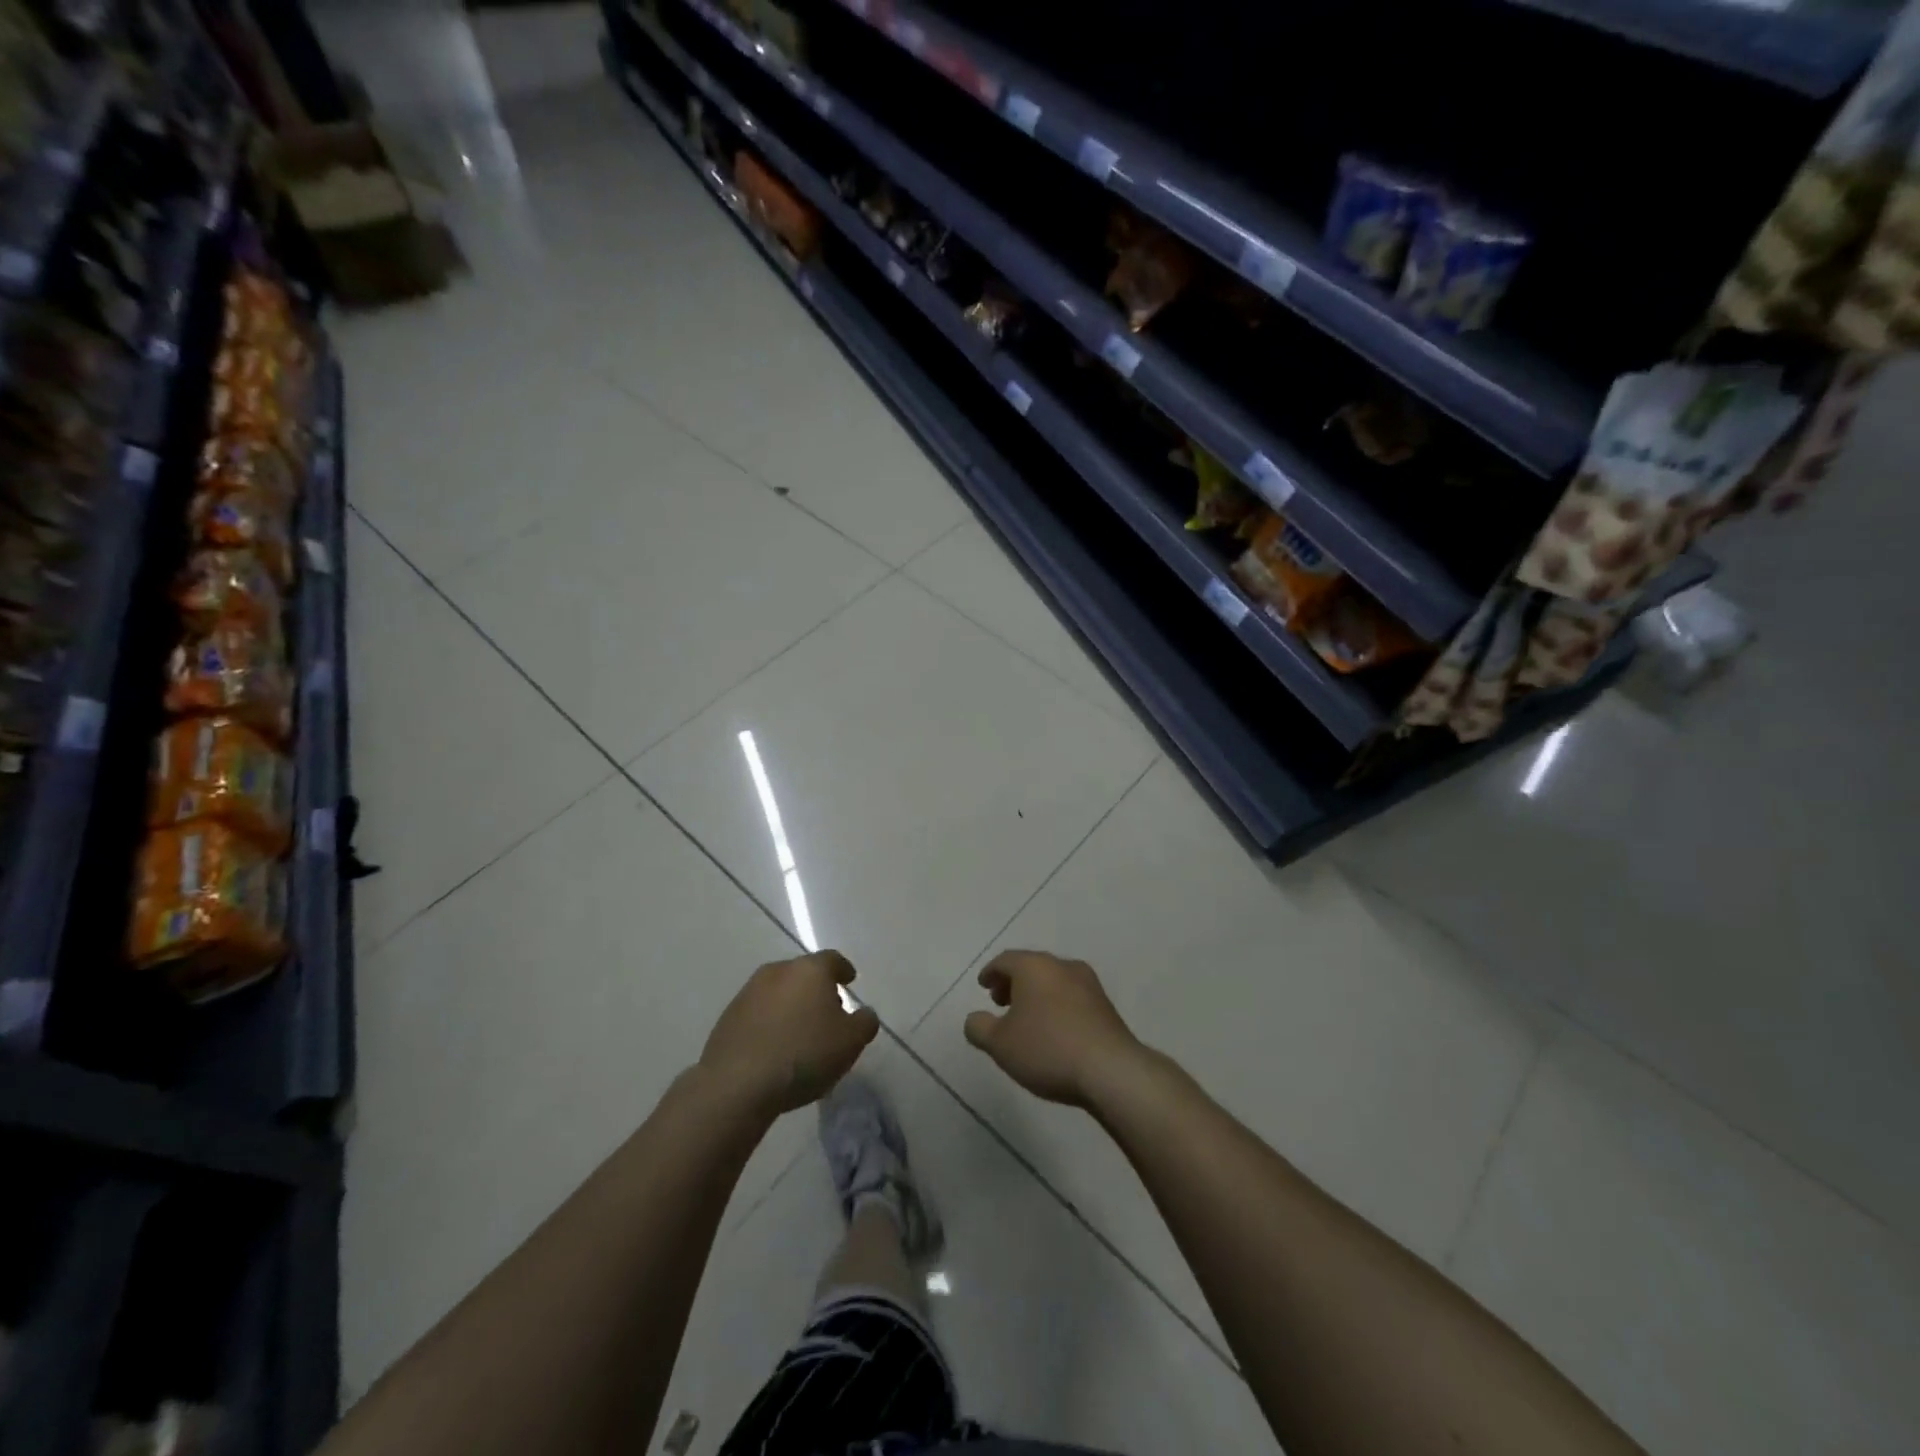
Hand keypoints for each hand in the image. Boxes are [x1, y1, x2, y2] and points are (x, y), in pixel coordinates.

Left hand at [701, 951, 878, 1117]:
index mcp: (810, 970)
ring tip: (800, 1034)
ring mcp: (749, 992)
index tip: (849, 981)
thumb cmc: (804, 1054)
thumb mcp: (850, 1042)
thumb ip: (865, 1022)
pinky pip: (758, 1013)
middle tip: (828, 1014)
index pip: (833, 960)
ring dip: (791, 1006)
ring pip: (779, 992)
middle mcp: (778, 971)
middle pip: (804, 974)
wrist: (737, 1083)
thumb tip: (864, 1013)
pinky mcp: (728, 1017)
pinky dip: (770, 1023)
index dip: (843, 970)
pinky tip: (774, 1048)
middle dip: (817, 989)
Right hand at [963, 951, 1144, 1108]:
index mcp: (1034, 966)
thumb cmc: (1047, 1049)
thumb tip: (974, 1019)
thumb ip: (979, 1028)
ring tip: (1026, 1019)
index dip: (991, 973)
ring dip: (1036, 994)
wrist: (1111, 1070)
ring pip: (1053, 980)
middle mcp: (1062, 965)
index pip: (1005, 960)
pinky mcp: (1105, 1004)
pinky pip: (1071, 996)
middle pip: (1031, 966)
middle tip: (1000, 1002)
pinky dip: (1056, 1004)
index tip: (983, 986)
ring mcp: (1088, 983)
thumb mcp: (1000, 1044)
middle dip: (1013, 982)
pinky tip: (1053, 1029)